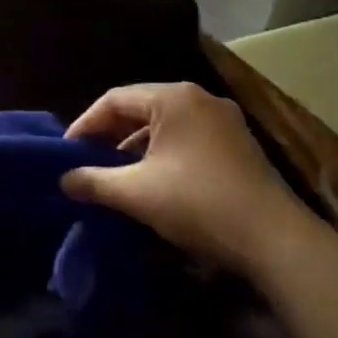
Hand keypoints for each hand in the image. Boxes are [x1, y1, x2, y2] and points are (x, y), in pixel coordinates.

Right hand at [62, 82, 321, 278]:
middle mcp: (200, 99)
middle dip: (109, 135)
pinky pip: (187, 138)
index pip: (115, 99)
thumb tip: (63, 179)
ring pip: (165, 125)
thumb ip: (93, 181)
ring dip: (135, 147)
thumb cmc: (198, 203)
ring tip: (115, 175)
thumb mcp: (136, 193)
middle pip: (141, 108)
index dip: (85, 124)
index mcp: (174, 98)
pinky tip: (152, 181)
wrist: (274, 238)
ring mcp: (224, 121)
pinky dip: (162, 154)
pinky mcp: (237, 145)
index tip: (65, 153)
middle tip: (85, 162)